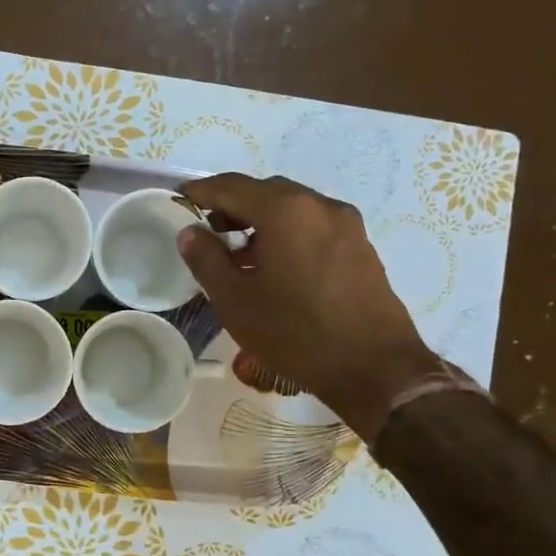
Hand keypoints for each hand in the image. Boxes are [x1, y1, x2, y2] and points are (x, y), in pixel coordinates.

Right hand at [176, 173, 441, 442]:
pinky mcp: (360, 248)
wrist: (374, 368)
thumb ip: (206, 259)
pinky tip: (273, 267)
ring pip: (292, 209)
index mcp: (285, 210)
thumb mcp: (235, 300)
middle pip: (265, 192)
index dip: (202, 191)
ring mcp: (346, 225)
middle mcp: (319, 206)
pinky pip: (313, 227)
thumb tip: (190, 232)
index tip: (180, 199)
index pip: (232, 186)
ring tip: (237, 254)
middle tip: (207, 230)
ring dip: (260, 222)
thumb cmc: (295, 332)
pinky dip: (286, 234)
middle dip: (232, 206)